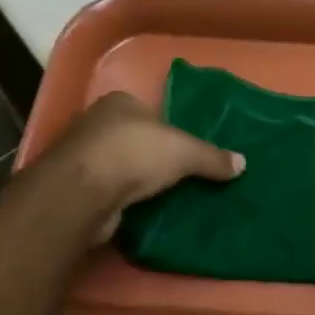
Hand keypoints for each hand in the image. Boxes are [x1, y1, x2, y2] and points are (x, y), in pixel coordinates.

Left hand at [40, 92, 243, 243]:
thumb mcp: (185, 152)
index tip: (183, 151)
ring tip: (160, 196)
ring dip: (133, 180)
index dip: (167, 130)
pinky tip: (136, 211)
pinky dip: (119, 200)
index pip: (149, 113)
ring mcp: (79, 156)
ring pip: (117, 165)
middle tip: (177, 176)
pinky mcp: (72, 188)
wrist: (82, 192)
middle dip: (150, 156)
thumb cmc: (135, 153)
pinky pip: (105, 191)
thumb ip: (212, 157)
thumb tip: (242, 164)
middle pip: (132, 138)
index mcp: (119, 102)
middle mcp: (95, 123)